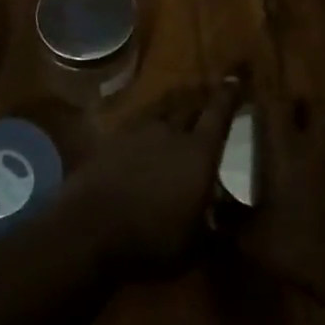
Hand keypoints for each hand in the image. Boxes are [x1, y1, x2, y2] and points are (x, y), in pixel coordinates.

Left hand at [65, 76, 244, 277]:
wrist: (89, 230)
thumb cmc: (152, 239)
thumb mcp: (196, 246)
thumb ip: (218, 231)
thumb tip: (234, 225)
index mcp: (199, 152)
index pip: (219, 113)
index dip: (229, 95)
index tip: (235, 78)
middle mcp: (171, 132)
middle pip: (189, 104)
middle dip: (201, 98)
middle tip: (208, 96)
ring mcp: (137, 132)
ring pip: (161, 109)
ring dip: (173, 106)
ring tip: (178, 106)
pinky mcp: (111, 140)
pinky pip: (136, 123)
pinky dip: (146, 123)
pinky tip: (145, 131)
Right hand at [236, 99, 324, 300]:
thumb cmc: (302, 248)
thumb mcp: (254, 240)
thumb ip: (231, 220)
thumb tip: (213, 210)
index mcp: (288, 149)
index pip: (275, 105)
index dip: (264, 103)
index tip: (253, 112)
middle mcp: (319, 141)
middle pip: (312, 103)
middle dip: (297, 107)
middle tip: (283, 124)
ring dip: (319, 126)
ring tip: (305, 147)